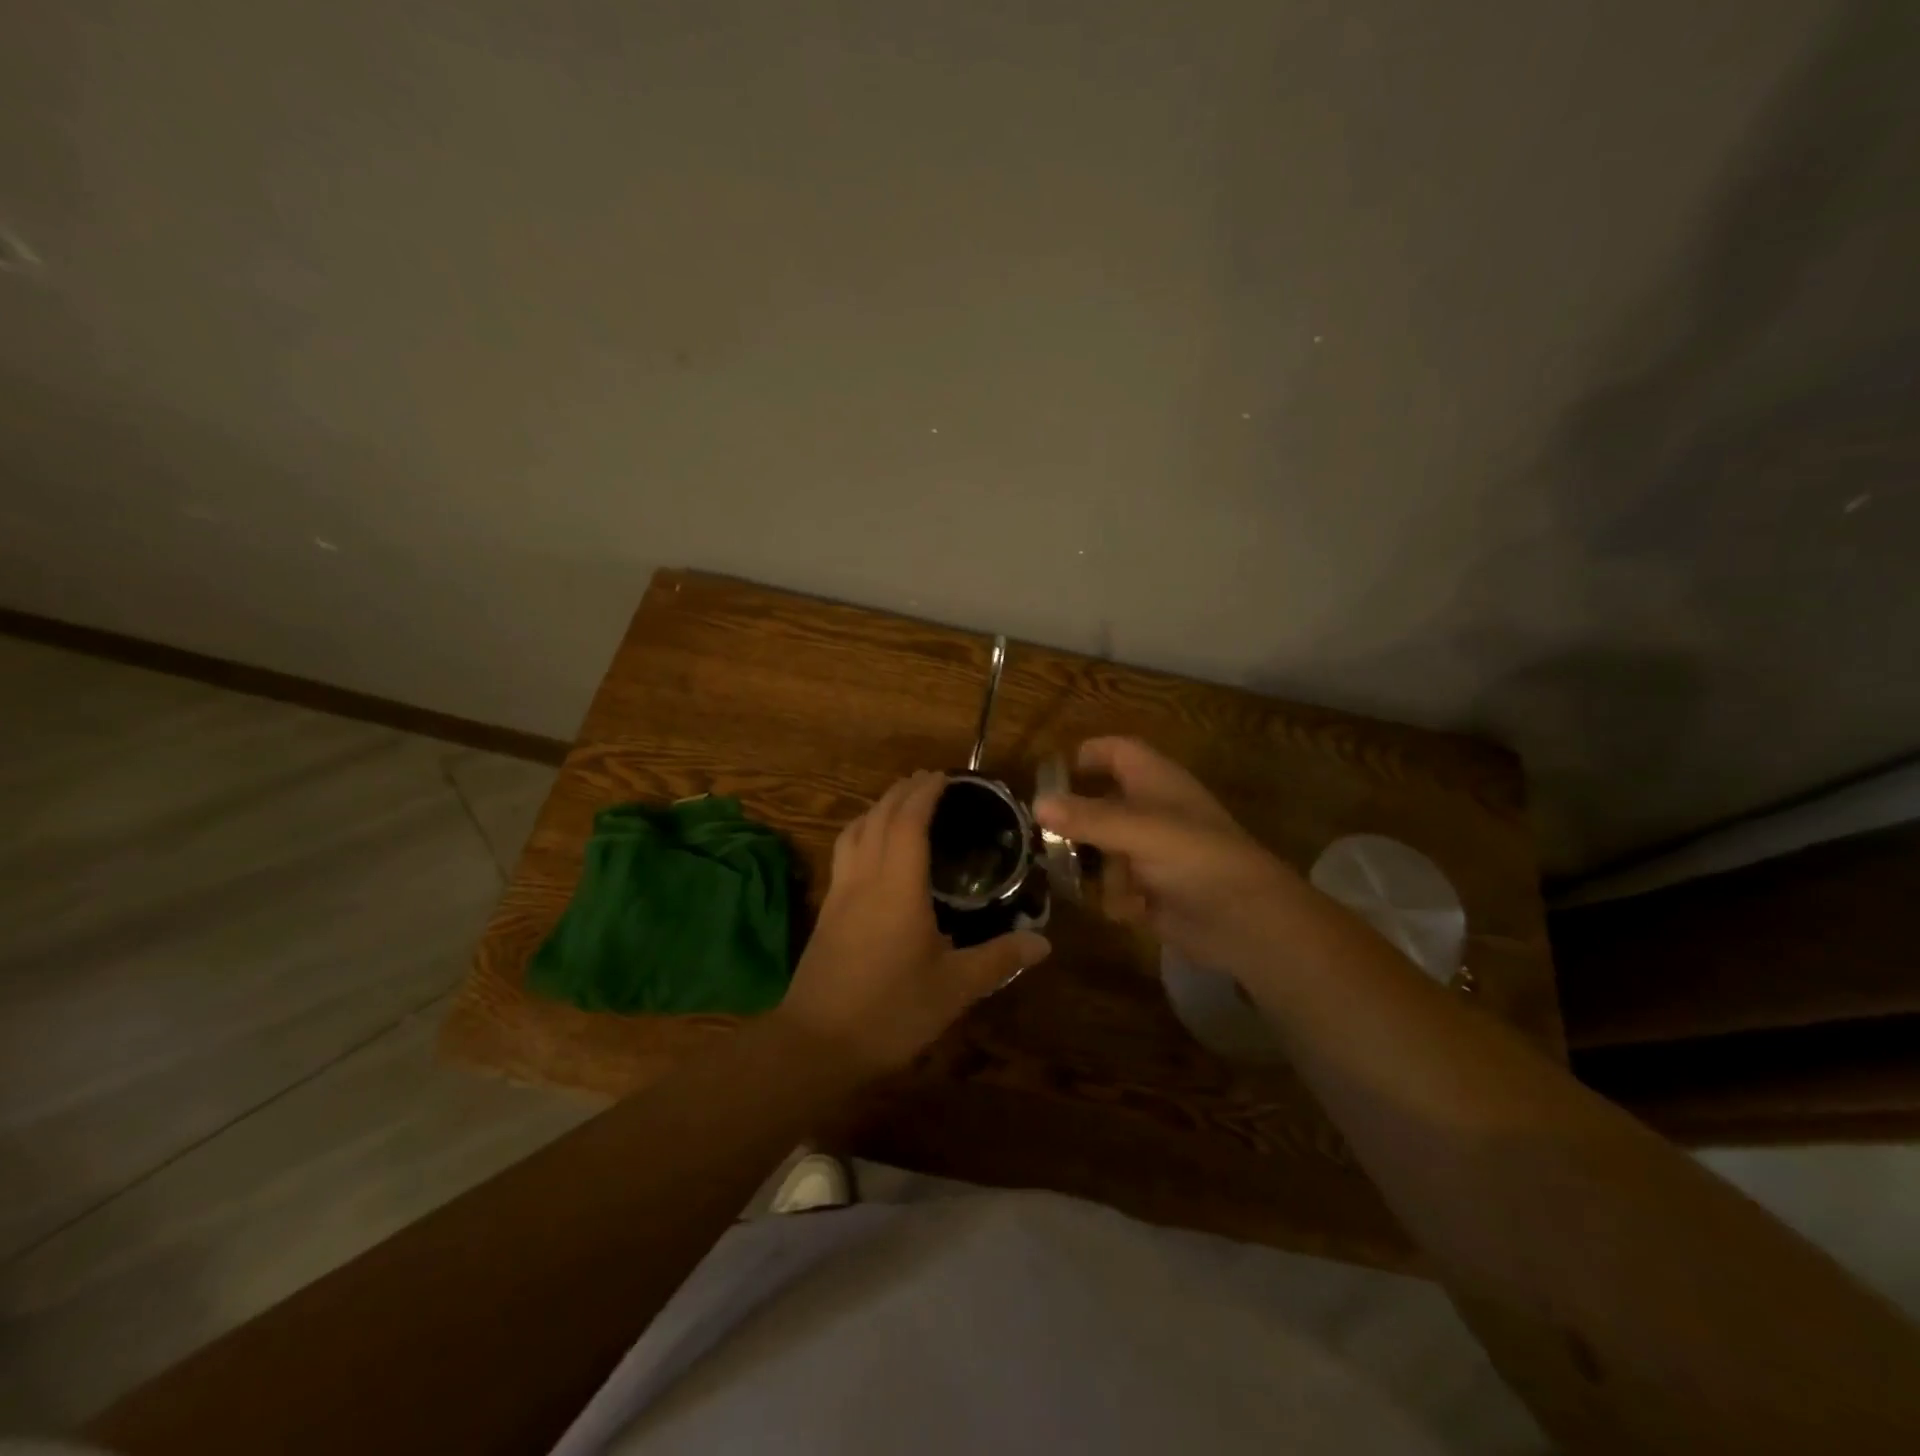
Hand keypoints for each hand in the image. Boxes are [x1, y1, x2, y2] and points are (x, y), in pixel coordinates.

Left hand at [778, 770, 1051, 1074]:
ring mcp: (840, 893)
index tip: (945, 777)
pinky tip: (872, 852)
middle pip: (879, 817)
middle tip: (928, 781)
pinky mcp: (826, 911)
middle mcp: (865, 877)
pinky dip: (862, 833)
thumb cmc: (890, 1011)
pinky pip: (844, 853)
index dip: (925, 793)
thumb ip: (998, 959)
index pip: (909, 820)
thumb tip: (1044, 944)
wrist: (815, 1043)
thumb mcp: (954, 989)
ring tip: (899, 805)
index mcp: (898, 886)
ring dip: (878, 808)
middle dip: (903, 791)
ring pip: (855, 831)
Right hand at [1034, 738, 1302, 973]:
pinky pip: (1116, 888)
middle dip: (1076, 824)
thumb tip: (1036, 804)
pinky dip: (1117, 899)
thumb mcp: (1139, 830)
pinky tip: (1128, 910)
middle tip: (1044, 838)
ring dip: (1094, 868)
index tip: (1050, 776)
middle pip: (1101, 804)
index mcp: (1155, 782)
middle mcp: (1152, 813)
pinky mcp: (1153, 892)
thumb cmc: (1197, 859)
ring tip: (1086, 882)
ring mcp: (1152, 854)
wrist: (1247, 921)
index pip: (1117, 752)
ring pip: (1103, 850)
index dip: (1087, 755)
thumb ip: (1087, 817)